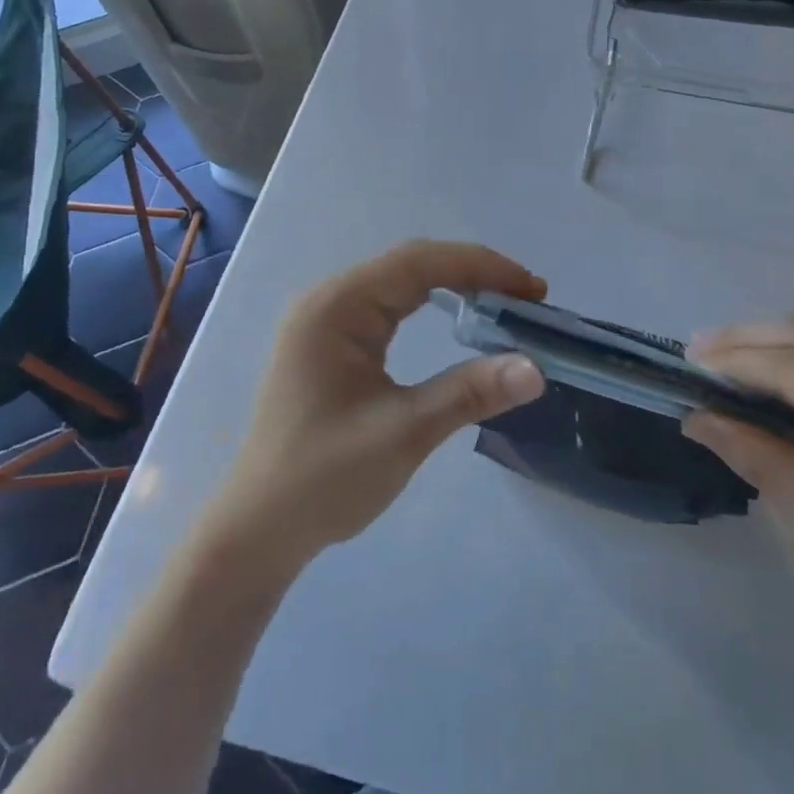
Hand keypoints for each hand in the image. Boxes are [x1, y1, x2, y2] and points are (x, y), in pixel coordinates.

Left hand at [204, 241, 546, 570]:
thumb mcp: (404, 434)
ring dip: (455, 285)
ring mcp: (327, 319)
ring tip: (504, 303)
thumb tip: (536, 368)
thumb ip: (469, 392)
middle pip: (411, 264)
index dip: (481, 266)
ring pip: (402, 282)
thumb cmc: (324, 479)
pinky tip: (458, 318)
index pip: (419, 262)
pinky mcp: (332, 342)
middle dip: (473, 273)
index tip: (531, 288)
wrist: (257, 531)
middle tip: (527, 297)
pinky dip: (431, 304)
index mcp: (337, 307)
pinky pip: (390, 305)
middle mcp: (329, 300)